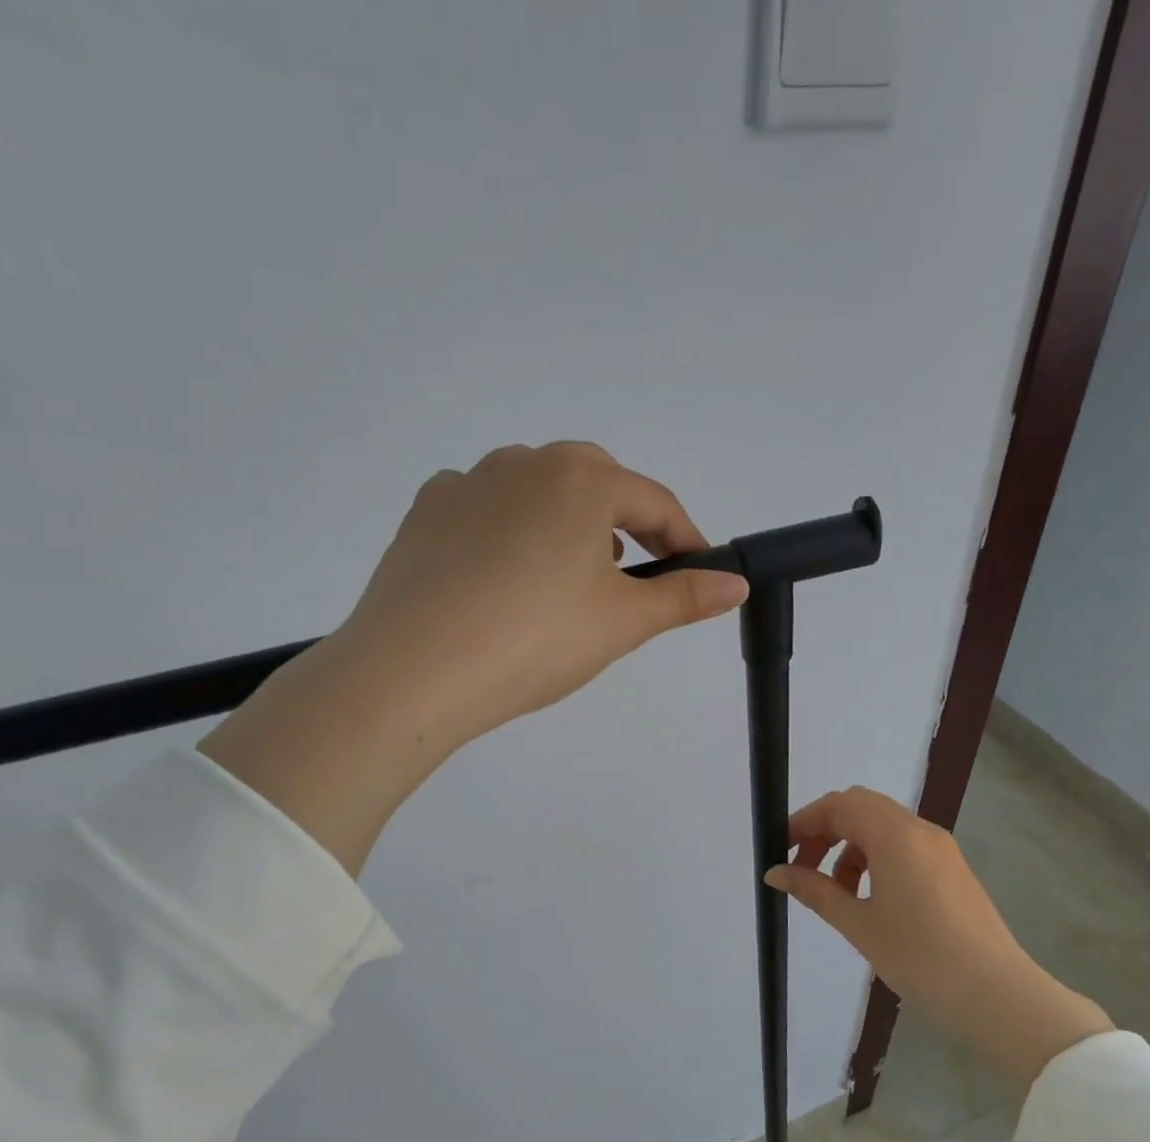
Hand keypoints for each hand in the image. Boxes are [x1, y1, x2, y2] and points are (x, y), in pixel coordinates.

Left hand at [201, 442, 746, 873]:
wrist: (413, 670)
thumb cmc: (535, 639)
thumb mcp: (621, 623)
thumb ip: (683, 598)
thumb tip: (736, 584)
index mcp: (580, 477)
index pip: (654, 503)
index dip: (685, 540)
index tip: (700, 573)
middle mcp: (523, 462)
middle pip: (594, 485)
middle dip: (623, 526)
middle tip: (629, 579)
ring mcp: (466, 483)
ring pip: (536, 495)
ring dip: (564, 527)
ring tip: (563, 585)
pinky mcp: (424, 514)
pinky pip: (484, 512)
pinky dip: (507, 535)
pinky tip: (501, 582)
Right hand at [765, 787, 1112, 1096]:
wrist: (997, 996)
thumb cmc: (920, 957)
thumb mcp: (858, 924)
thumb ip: (814, 890)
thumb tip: (775, 872)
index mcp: (896, 835)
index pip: (839, 805)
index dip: (804, 821)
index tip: (780, 850)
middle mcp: (920, 830)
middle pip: (861, 808)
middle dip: (825, 831)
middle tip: (803, 868)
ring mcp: (941, 849)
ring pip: (882, 828)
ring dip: (850, 847)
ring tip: (836, 893)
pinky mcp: (953, 870)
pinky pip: (904, 847)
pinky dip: (876, 859)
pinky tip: (870, 900)